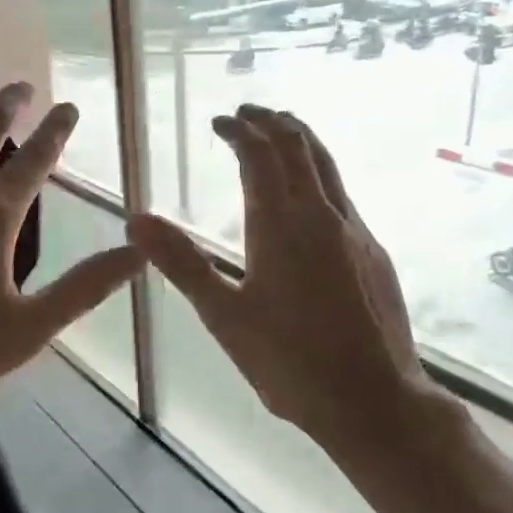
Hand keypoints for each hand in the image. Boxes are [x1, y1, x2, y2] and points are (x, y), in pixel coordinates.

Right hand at [129, 106, 437, 452]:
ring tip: (282, 134)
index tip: (222, 122)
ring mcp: (356, 232)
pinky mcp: (375, 254)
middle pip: (300, 147)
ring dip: (302, 142)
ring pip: (329, 167)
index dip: (241, 130)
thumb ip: (182, 263)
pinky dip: (320, 175)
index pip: (261, 155)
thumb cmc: (290, 363)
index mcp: (282, 225)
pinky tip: (312, 199)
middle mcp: (323, 215)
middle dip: (273, 123)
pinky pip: (343, 196)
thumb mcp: (224, 316)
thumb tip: (137, 219)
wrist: (373, 399)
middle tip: (249, 114)